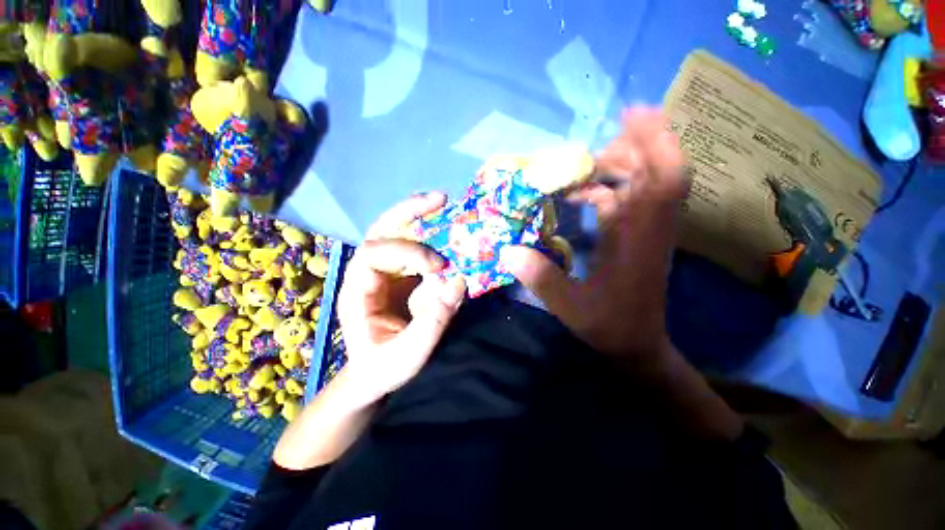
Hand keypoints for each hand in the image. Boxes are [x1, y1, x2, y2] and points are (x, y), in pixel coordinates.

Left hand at [336, 193, 466, 403]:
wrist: (374, 374)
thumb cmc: (384, 367)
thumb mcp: (409, 354)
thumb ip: (433, 321)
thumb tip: (458, 281)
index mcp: (356, 292)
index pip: (373, 254)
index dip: (408, 252)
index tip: (439, 266)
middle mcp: (365, 274)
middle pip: (380, 231)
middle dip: (408, 212)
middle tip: (439, 199)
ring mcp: (382, 271)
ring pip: (394, 232)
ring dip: (418, 214)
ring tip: (442, 202)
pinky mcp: (399, 274)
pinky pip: (411, 245)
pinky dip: (427, 231)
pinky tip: (444, 224)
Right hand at [501, 108, 687, 359]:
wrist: (636, 344)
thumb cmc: (609, 326)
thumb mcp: (571, 307)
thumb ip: (542, 279)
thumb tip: (508, 252)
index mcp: (639, 240)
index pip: (663, 181)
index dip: (655, 143)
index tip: (632, 115)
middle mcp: (648, 228)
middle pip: (656, 171)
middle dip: (630, 147)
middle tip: (589, 147)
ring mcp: (644, 231)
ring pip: (642, 183)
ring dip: (616, 167)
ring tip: (580, 166)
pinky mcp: (636, 237)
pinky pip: (628, 200)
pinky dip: (606, 189)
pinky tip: (580, 193)